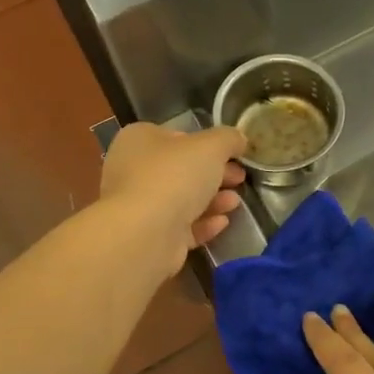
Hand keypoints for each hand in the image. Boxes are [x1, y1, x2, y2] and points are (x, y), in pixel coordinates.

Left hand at [100, 122, 247, 275]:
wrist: (143, 234)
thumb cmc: (174, 176)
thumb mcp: (211, 146)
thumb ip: (228, 139)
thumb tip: (238, 140)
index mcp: (139, 140)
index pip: (178, 136)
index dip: (208, 144)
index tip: (234, 154)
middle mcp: (133, 170)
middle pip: (182, 169)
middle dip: (215, 174)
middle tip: (240, 179)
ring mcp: (139, 206)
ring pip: (182, 199)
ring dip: (212, 200)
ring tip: (235, 202)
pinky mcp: (148, 237)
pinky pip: (180, 226)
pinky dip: (203, 223)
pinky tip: (223, 222)